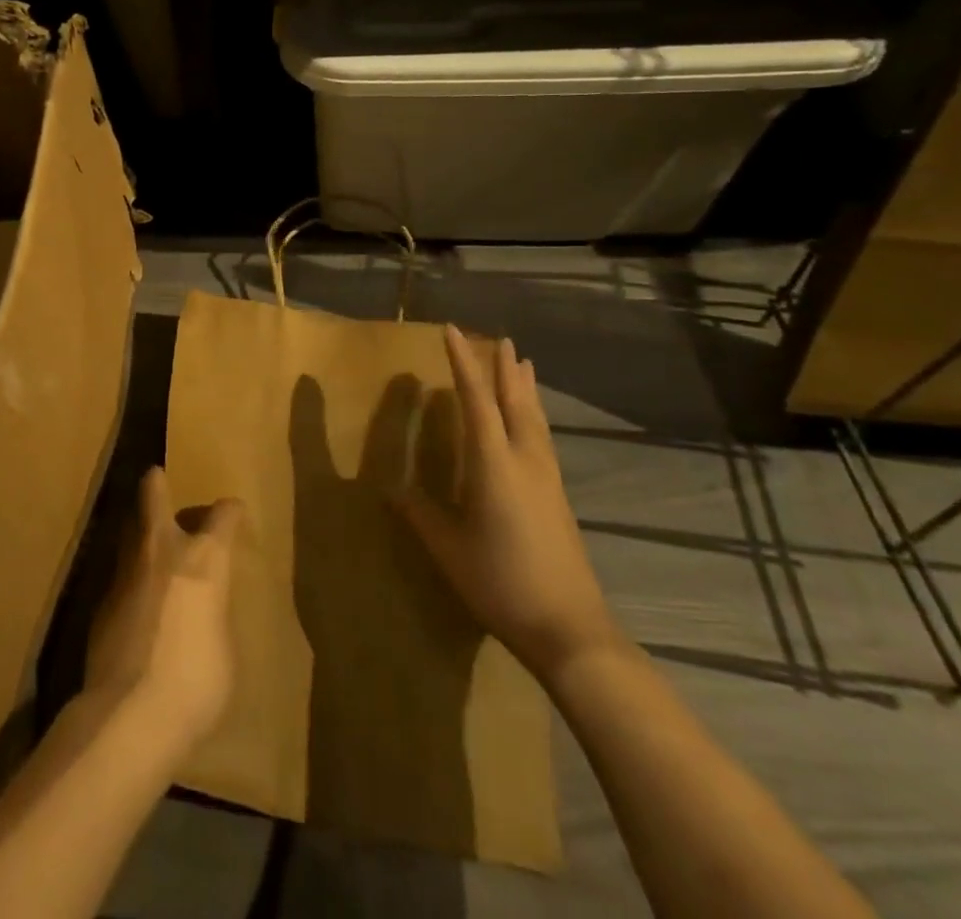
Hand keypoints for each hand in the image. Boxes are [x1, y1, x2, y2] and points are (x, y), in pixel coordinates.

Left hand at [85, 466, 243, 752]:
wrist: (131, 712)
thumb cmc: (197, 683)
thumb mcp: (225, 648)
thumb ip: (213, 613)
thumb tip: (201, 610)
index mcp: (204, 559)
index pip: (223, 516)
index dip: (231, 511)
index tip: (234, 512)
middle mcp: (163, 551)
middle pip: (154, 496)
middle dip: (157, 485)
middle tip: (157, 477)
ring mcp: (127, 570)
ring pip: (131, 530)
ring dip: (140, 529)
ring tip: (148, 538)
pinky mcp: (102, 599)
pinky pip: (121, 572)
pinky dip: (131, 575)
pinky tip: (136, 597)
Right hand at [392, 328, 620, 682]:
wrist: (570, 629)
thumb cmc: (500, 581)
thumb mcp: (447, 548)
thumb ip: (420, 514)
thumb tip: (391, 489)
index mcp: (494, 463)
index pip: (476, 400)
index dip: (463, 363)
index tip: (452, 331)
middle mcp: (524, 460)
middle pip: (515, 401)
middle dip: (503, 368)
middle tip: (499, 339)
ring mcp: (546, 478)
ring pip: (534, 418)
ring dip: (524, 387)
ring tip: (522, 363)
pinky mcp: (557, 496)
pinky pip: (542, 437)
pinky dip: (533, 414)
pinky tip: (532, 423)